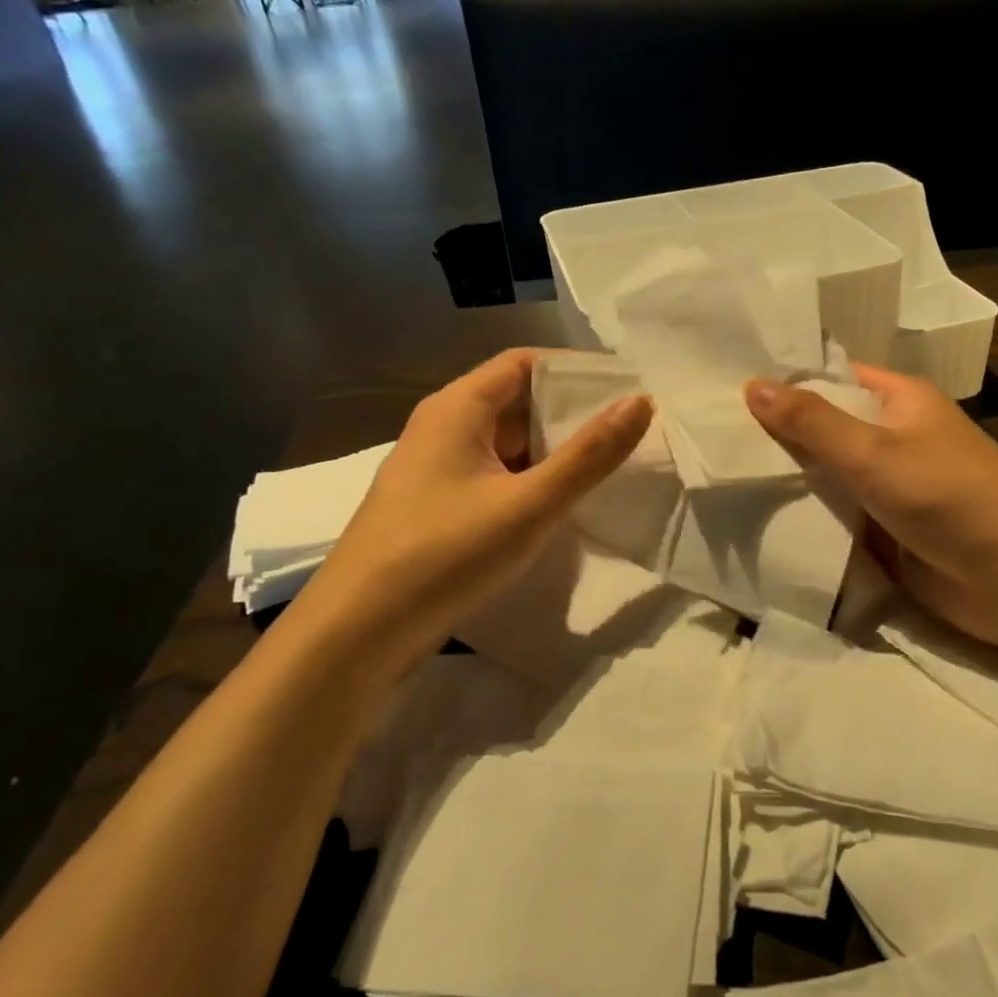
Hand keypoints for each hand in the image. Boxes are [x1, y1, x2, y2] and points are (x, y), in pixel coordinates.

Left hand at [308, 350, 651, 649]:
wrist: (357, 633)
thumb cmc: (444, 555)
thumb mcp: (528, 505)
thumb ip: (589, 455)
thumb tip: (640, 402)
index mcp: (458, 408)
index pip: (525, 363)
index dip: (576, 370)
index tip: (626, 388)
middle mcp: (443, 427)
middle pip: (516, 400)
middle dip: (572, 412)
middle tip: (628, 429)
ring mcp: (437, 468)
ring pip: (506, 442)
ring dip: (553, 449)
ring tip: (607, 463)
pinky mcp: (437, 505)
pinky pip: (494, 475)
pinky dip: (531, 479)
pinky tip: (562, 502)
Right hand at [746, 365, 997, 650]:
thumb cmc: (948, 497)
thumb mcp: (873, 452)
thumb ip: (812, 422)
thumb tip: (753, 384)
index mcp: (900, 401)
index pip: (833, 379)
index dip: (786, 384)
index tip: (729, 391)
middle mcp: (894, 437)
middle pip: (826, 429)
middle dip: (778, 436)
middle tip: (712, 437)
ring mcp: (890, 486)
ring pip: (828, 476)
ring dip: (789, 481)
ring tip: (721, 476)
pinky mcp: (886, 530)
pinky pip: (838, 516)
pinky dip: (807, 518)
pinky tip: (757, 519)